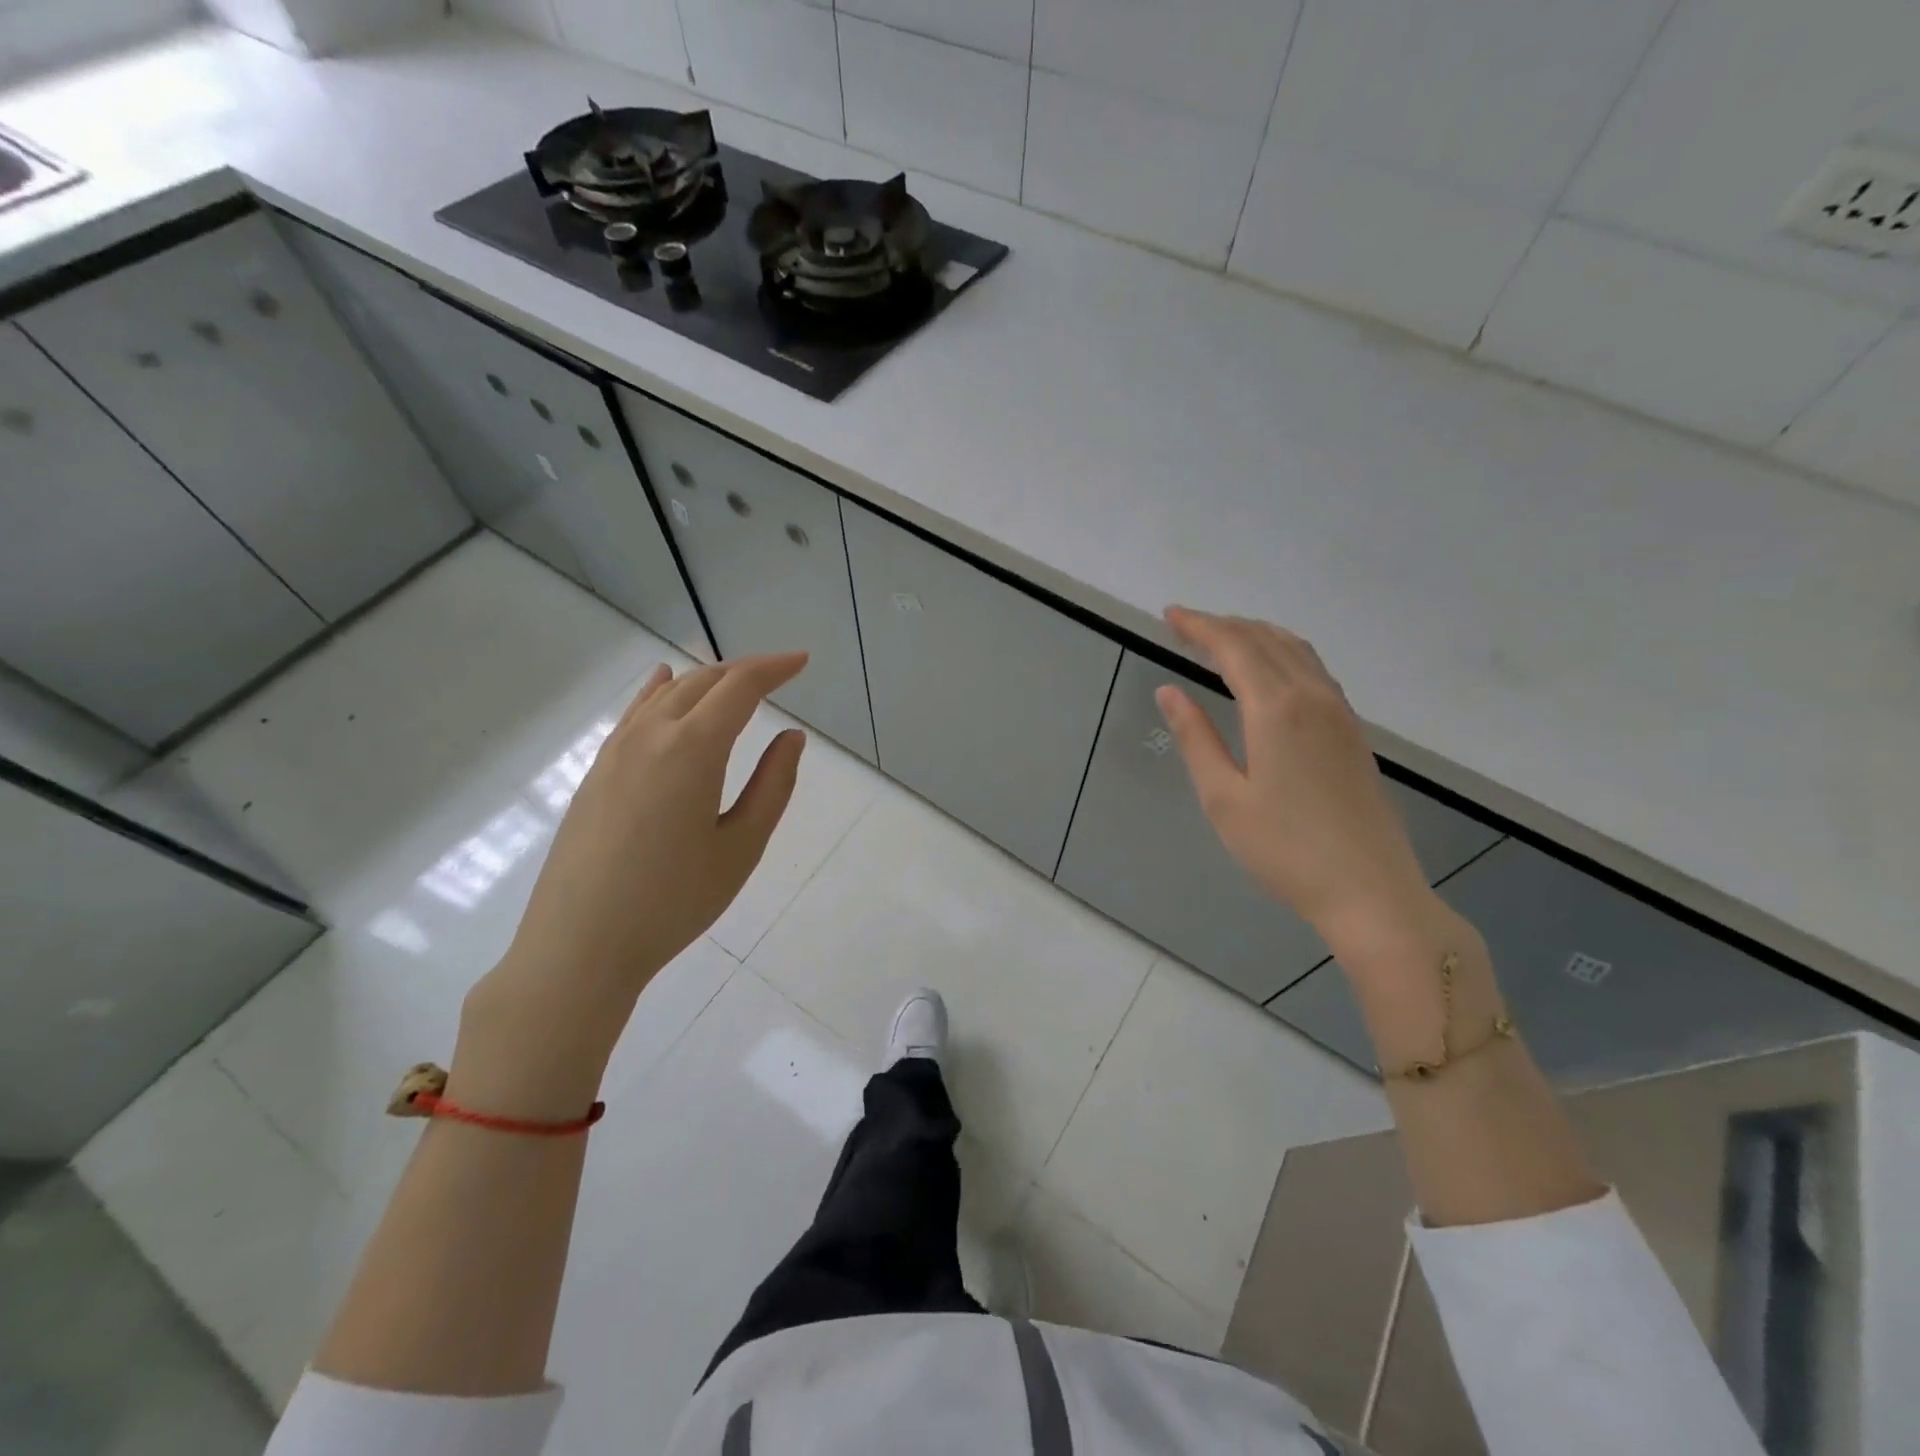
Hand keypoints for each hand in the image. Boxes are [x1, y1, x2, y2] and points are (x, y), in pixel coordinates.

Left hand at [464, 653, 807, 1082]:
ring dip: (706, 679)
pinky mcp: (596, 772)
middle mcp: (651, 736)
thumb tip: (792, 737)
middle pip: (703, 682)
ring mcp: (616, 751)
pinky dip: (658, 691)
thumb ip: (772, 785)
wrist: (579, 946)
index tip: (802, 661)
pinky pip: (634, 713)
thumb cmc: (673, 902)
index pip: (740, 688)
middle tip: (779, 673)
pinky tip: (662, 682)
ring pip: (666, 693)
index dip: (774, 668)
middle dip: (745, 670)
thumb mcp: (741, 848)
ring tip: (735, 680)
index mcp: (693, 750)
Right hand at [1156, 608, 1429, 943]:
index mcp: (1276, 709)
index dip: (1199, 626)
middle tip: (1186, 625)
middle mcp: (1312, 697)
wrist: (1370, 891)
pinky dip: (1282, 653)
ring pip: (1295, 650)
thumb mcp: (1223, 797)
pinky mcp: (1352, 731)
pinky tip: (1271, 670)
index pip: (1232, 647)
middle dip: (1223, 625)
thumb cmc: (1285, 850)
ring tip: (1222, 638)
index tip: (1169, 615)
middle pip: (1265, 640)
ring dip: (1255, 635)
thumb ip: (1195, 738)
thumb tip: (1169, 691)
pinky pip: (1313, 670)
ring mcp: (1339, 712)